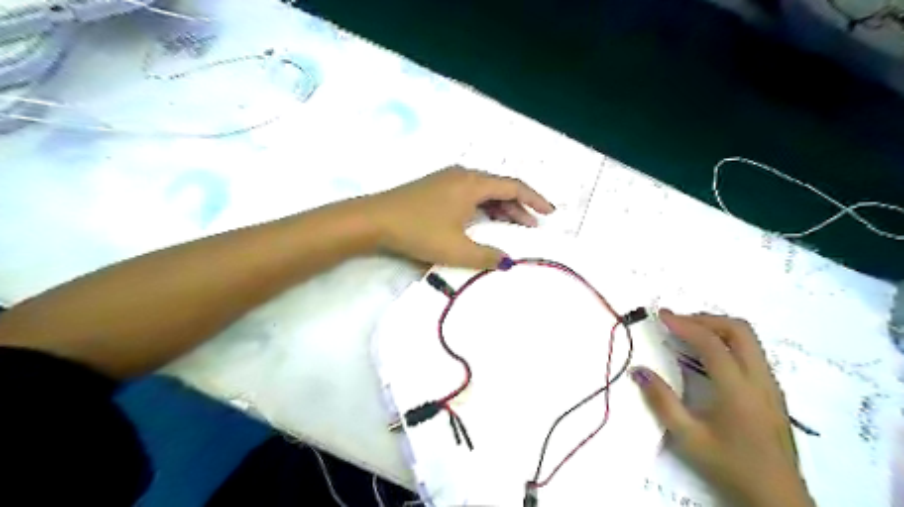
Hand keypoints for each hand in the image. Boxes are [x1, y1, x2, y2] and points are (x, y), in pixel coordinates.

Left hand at [363, 166, 555, 267]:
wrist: (374, 220)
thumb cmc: (418, 231)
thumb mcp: (456, 249)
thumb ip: (487, 256)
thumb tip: (507, 261)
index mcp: (473, 184)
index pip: (514, 187)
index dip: (535, 199)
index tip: (550, 212)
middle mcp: (463, 175)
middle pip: (499, 188)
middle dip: (519, 206)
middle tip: (531, 226)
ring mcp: (447, 179)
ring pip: (483, 191)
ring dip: (500, 208)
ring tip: (511, 226)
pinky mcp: (435, 187)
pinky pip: (469, 194)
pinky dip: (482, 207)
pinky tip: (481, 222)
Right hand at [631, 310, 815, 506]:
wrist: (777, 498)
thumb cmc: (729, 466)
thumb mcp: (688, 438)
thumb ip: (661, 401)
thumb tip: (638, 370)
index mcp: (738, 390)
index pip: (712, 343)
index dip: (685, 324)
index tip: (662, 316)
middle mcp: (760, 380)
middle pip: (739, 330)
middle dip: (705, 319)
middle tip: (677, 322)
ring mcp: (771, 385)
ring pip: (749, 339)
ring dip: (718, 328)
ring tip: (689, 333)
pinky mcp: (773, 392)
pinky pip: (752, 352)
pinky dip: (728, 341)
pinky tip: (709, 355)